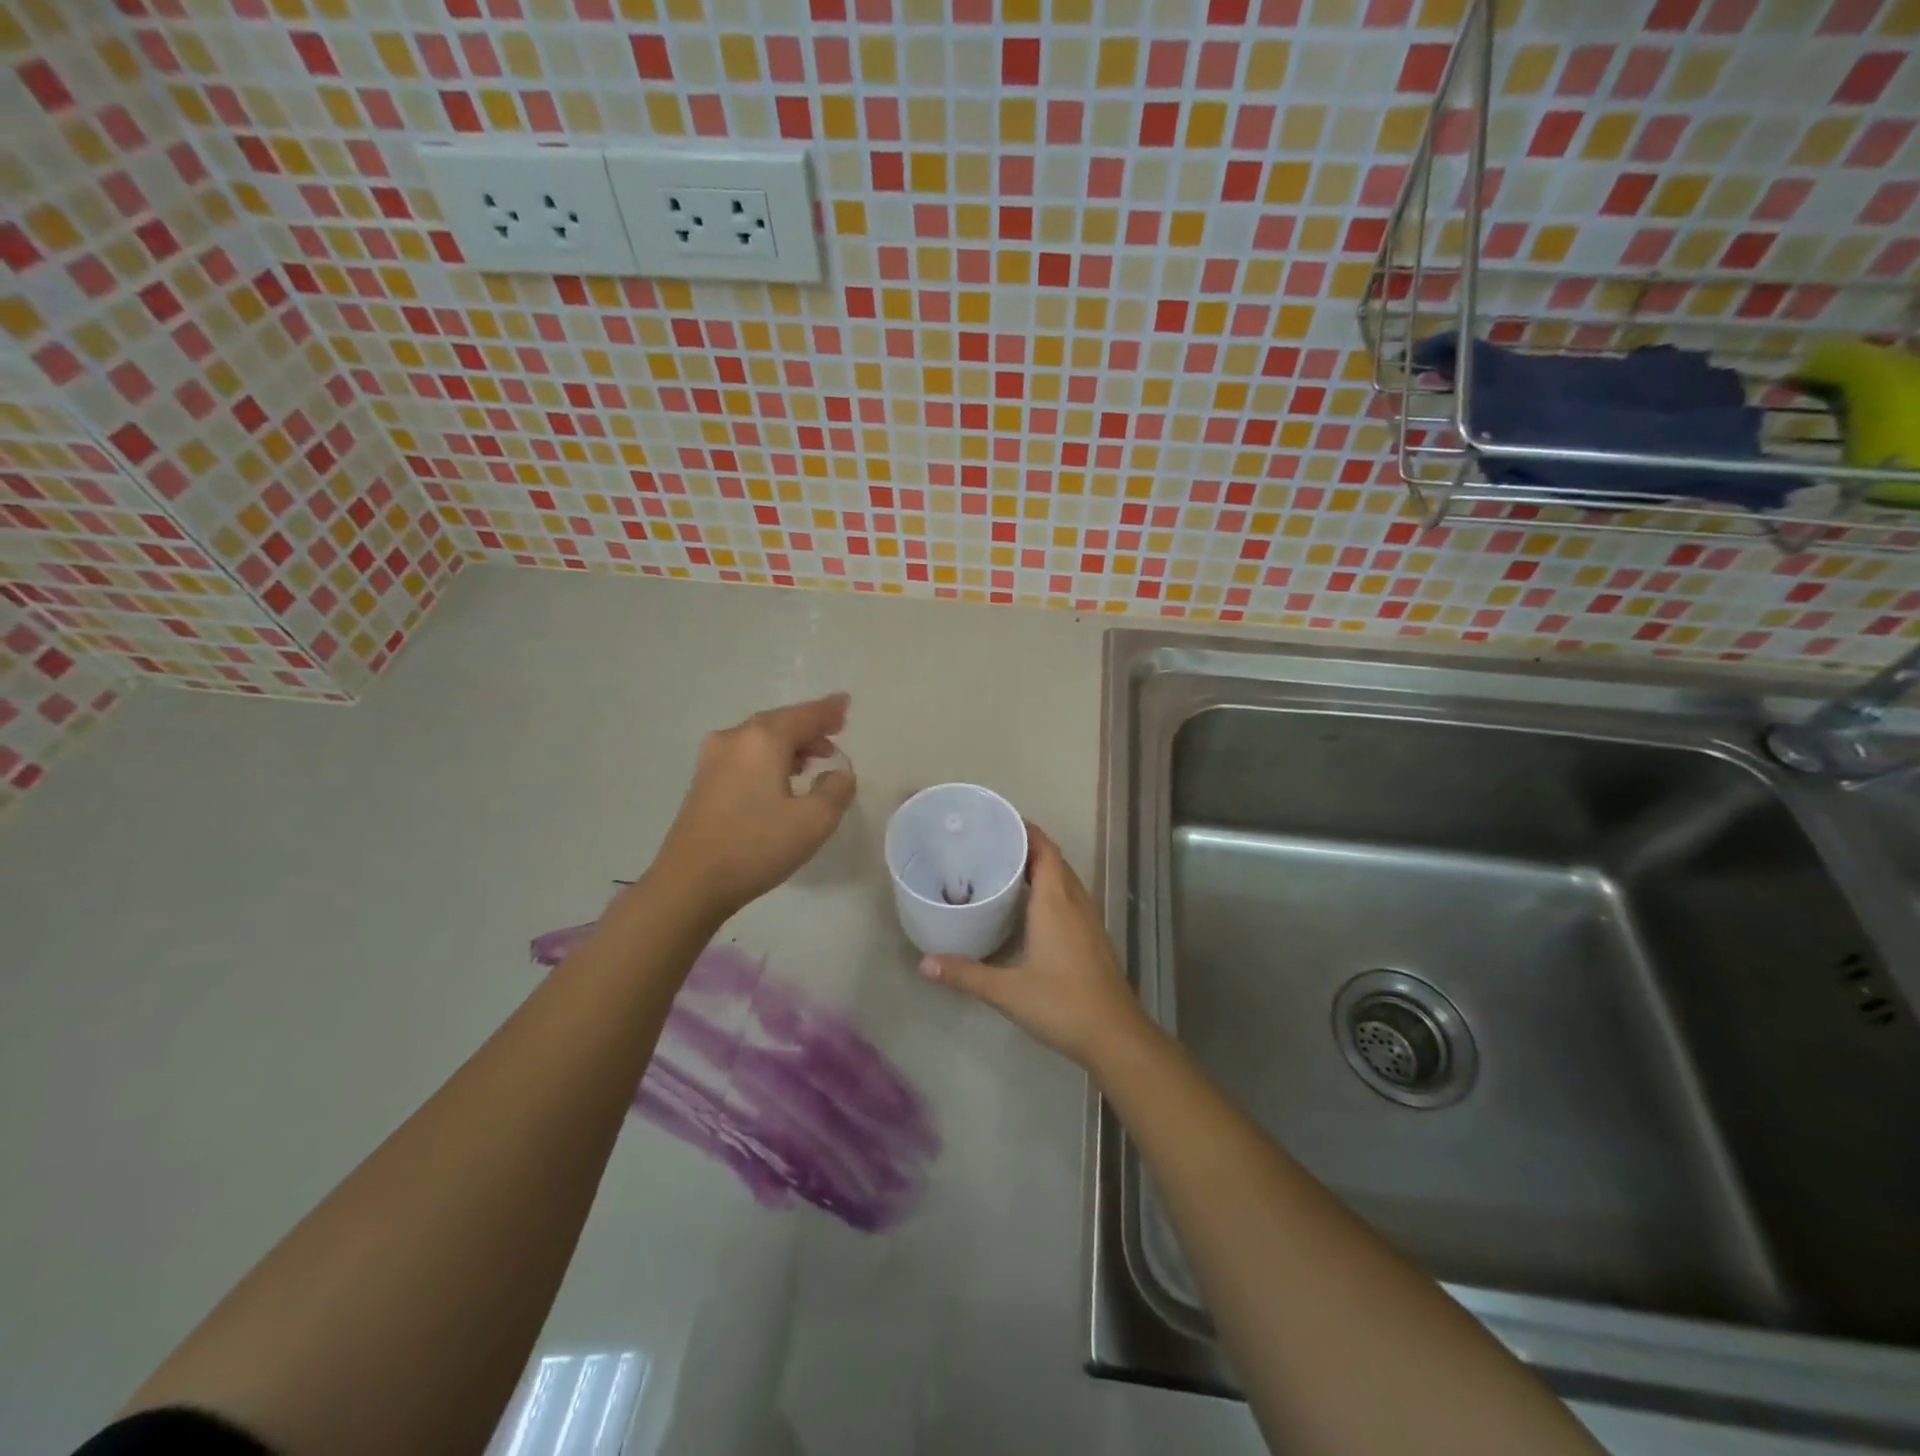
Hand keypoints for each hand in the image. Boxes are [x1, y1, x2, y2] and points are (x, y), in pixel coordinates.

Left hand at [651, 694, 856, 920]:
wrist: (690, 883)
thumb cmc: (756, 846)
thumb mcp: (814, 822)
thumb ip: (836, 791)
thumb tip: (838, 774)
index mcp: (763, 740)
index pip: (805, 715)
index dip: (829, 710)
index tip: (846, 704)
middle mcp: (735, 738)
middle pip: (780, 722)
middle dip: (808, 727)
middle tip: (834, 735)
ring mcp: (713, 758)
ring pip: (760, 738)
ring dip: (789, 744)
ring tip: (812, 761)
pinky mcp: (703, 780)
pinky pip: (745, 754)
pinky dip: (768, 757)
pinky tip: (780, 778)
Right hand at [919, 824, 1151, 1069]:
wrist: (1115, 1035)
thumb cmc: (1062, 1003)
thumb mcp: (1007, 991)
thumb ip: (965, 974)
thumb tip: (924, 963)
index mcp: (1056, 902)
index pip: (1045, 850)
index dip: (1026, 831)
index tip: (998, 822)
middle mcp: (1075, 902)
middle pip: (1054, 860)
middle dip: (1027, 846)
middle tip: (991, 845)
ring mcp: (1088, 920)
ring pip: (1064, 879)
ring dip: (1040, 868)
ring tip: (1005, 868)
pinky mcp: (1093, 937)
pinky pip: (1070, 897)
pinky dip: (1051, 889)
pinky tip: (1030, 907)